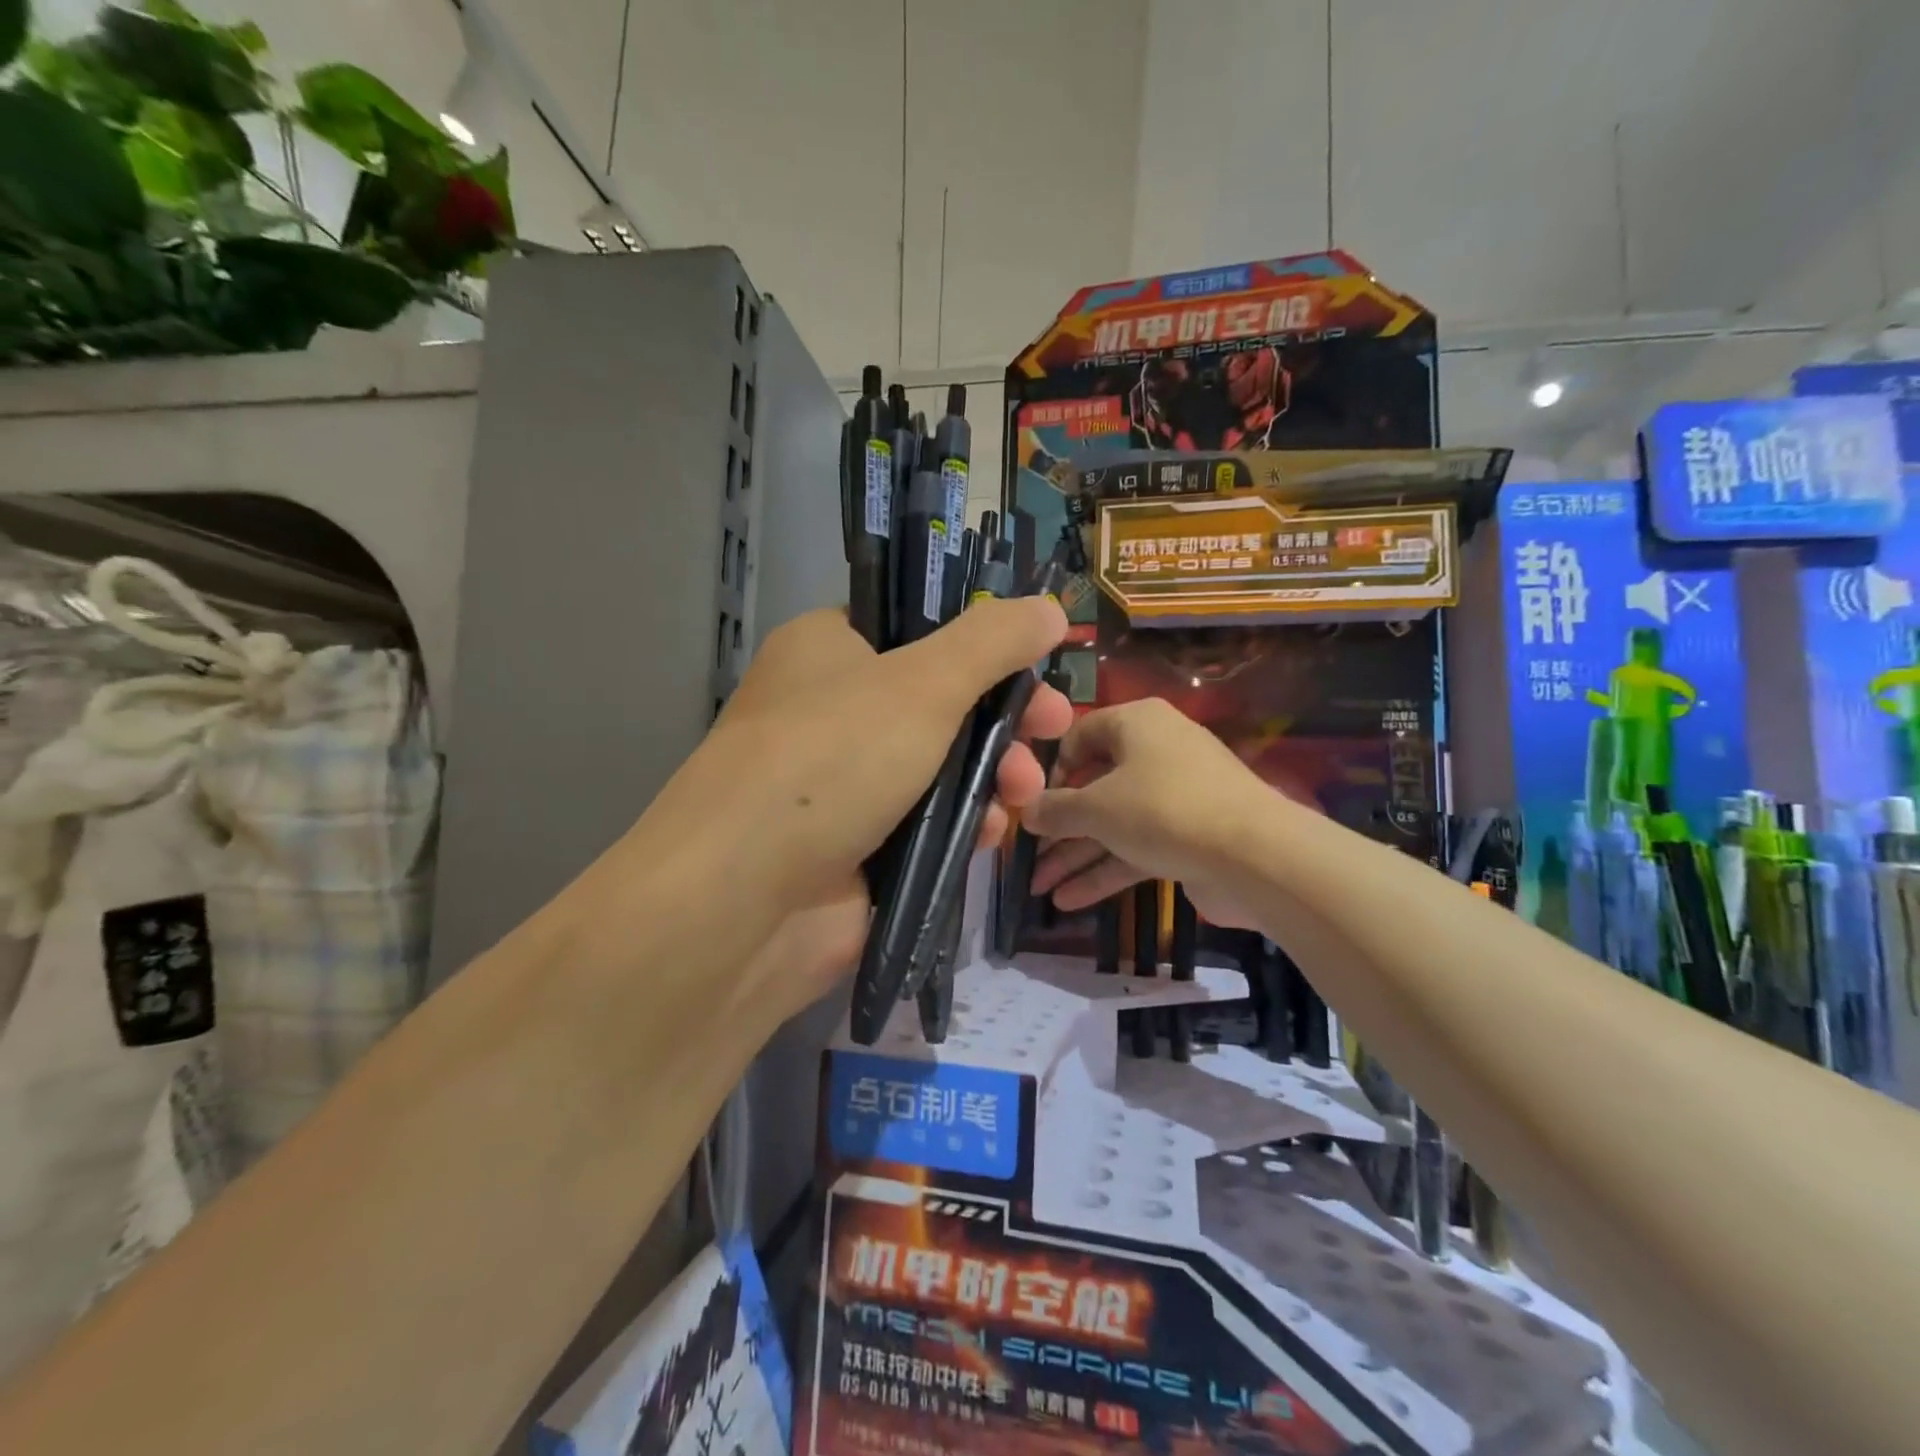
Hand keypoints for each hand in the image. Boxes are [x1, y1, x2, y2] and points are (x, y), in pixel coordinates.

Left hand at [656, 598, 1072, 920]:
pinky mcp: (860, 845)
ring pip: (942, 764)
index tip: (1035, 660)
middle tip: (1054, 727)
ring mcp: (845, 781)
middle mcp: (833, 709)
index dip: (981, 642)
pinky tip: (988, 834)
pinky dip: (964, 823)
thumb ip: (992, 642)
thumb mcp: (921, 684)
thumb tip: (1050, 607)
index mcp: (829, 649)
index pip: (915, 627)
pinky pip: (929, 822)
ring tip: (1024, 793)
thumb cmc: (830, 761)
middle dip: (1004, 717)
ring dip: (994, 774)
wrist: (744, 901)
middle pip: (941, 698)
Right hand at [1024, 697, 1301, 930]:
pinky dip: (1105, 871)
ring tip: (1037, 888)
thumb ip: (1056, 810)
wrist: (1255, 856)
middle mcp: (1155, 752)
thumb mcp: (1097, 807)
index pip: (1080, 736)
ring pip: (1113, 823)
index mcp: (1136, 724)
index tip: (1031, 804)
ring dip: (1076, 856)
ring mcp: (1174, 797)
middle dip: (1058, 827)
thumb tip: (1025, 811)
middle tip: (1026, 856)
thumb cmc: (1163, 809)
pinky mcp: (1187, 836)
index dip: (1051, 770)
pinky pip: (1136, 847)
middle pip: (1094, 787)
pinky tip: (1068, 901)